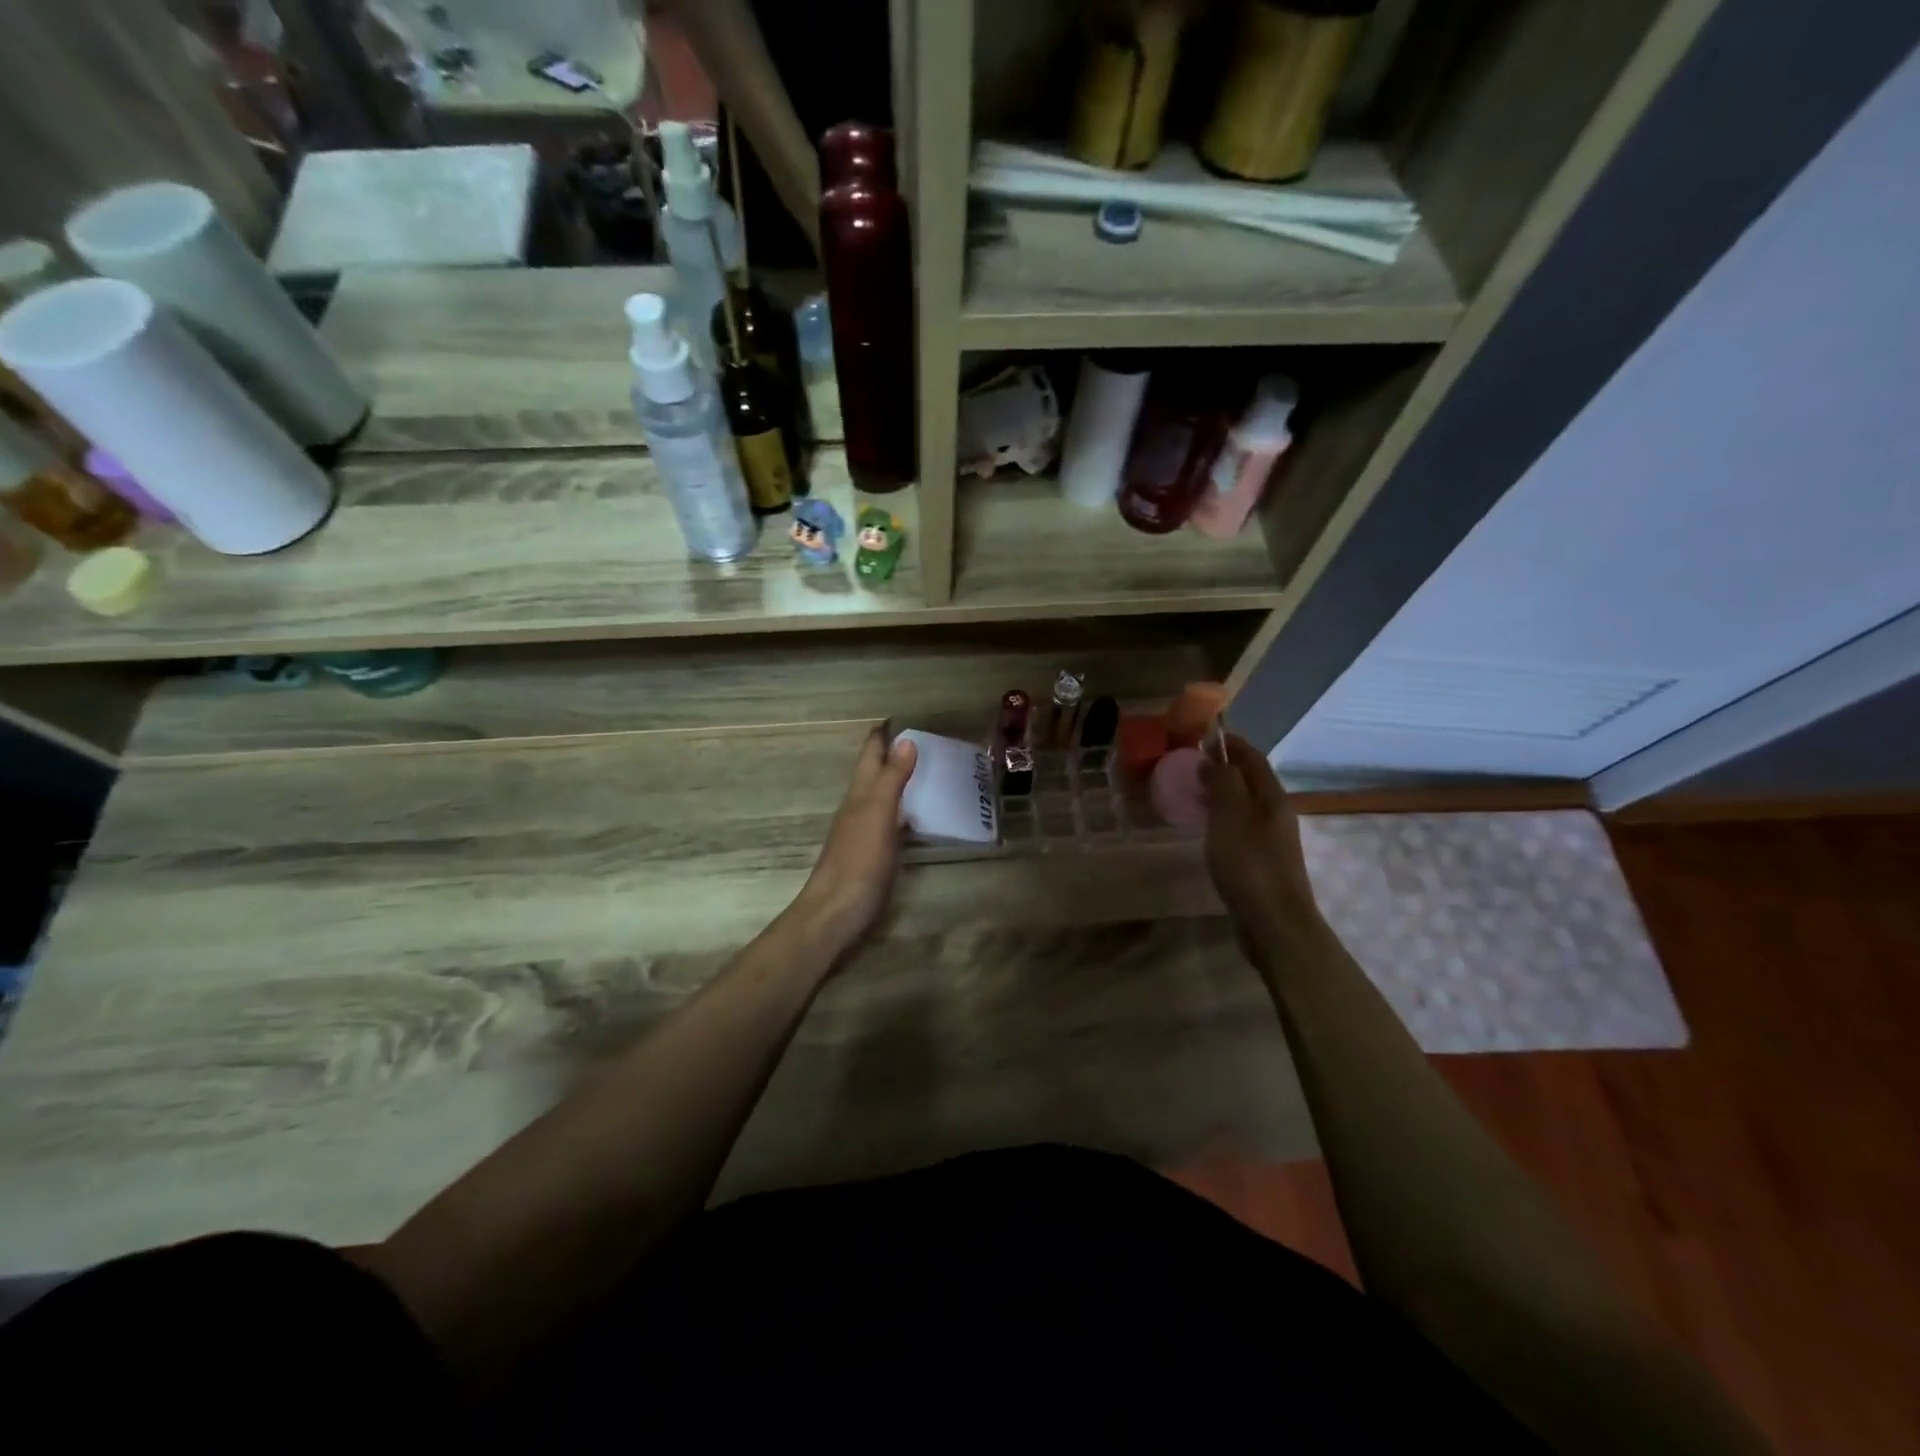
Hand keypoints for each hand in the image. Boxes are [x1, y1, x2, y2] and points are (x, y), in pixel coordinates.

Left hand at [793, 725, 917, 951]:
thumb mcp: (878, 815)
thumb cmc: (858, 861)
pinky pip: (890, 821)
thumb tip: (905, 739)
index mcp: (859, 794)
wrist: (836, 913)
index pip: (870, 755)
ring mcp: (863, 832)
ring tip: (924, 769)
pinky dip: (902, 810)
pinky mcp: (872, 854)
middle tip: (921, 738)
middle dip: (891, 753)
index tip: (900, 715)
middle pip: (874, 773)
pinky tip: (915, 816)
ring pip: (881, 796)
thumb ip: (892, 779)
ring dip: (897, 780)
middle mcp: (858, 807)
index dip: (882, 734)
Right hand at [1201, 734, 1324, 942]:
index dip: (1230, 743)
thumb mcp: (1231, 815)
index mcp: (1272, 797)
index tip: (1201, 736)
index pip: (1252, 758)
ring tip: (1190, 793)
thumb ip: (1223, 782)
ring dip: (1219, 794)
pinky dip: (1220, 818)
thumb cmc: (1250, 864)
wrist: (1274, 923)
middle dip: (1222, 767)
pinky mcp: (1260, 862)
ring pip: (1243, 805)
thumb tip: (1213, 760)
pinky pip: (1238, 827)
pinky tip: (1203, 829)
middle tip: (1187, 765)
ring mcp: (1270, 839)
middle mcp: (1275, 813)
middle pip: (1249, 780)